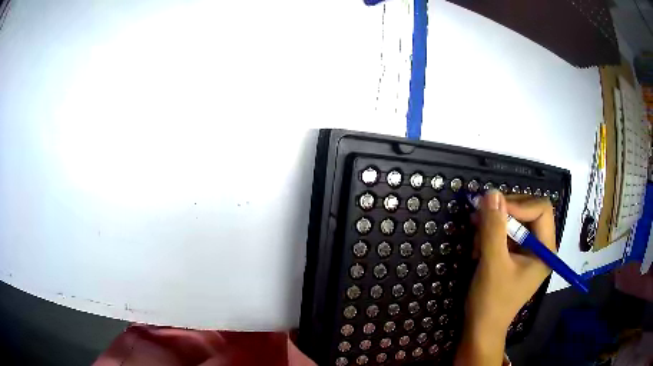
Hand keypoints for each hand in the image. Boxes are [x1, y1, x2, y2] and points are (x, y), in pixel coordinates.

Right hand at [455, 190, 555, 365]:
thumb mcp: (492, 263)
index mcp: (546, 249)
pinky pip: (506, 233)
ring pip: (514, 221)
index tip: (493, 210)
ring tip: (477, 242)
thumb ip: (493, 228)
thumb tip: (491, 192)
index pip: (541, 209)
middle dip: (503, 214)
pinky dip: (490, 235)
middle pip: (528, 211)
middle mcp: (541, 246)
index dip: (519, 204)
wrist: (480, 329)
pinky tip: (478, 249)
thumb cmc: (491, 301)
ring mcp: (528, 251)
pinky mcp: (515, 256)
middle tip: (479, 219)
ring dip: (493, 226)